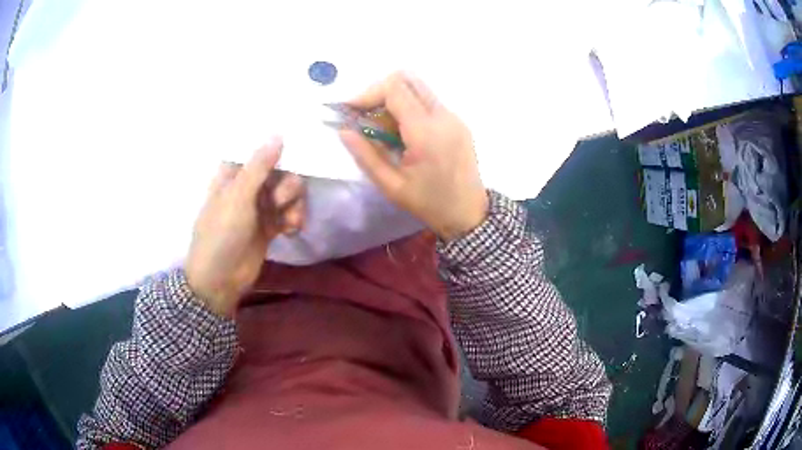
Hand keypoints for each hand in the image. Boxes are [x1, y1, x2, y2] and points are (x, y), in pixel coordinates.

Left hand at [185, 139, 304, 316]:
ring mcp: (260, 206)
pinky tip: (292, 230)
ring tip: (291, 221)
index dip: (277, 149)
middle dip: (287, 185)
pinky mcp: (270, 225)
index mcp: (234, 173)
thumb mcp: (237, 197)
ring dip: (294, 204)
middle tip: (281, 200)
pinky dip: (294, 219)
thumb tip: (278, 134)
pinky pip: (290, 212)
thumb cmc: (221, 233)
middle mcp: (248, 186)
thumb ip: (259, 166)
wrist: (220, 279)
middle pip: (280, 170)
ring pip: (288, 192)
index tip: (296, 151)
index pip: (259, 151)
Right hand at [339, 72, 487, 241]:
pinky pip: (429, 100)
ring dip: (395, 98)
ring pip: (418, 87)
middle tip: (366, 115)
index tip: (351, 111)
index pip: (394, 89)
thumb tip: (343, 130)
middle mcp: (443, 115)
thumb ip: (365, 155)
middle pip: (407, 79)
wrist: (469, 214)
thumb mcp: (391, 185)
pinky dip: (409, 106)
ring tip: (383, 127)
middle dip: (380, 91)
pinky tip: (402, 132)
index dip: (367, 94)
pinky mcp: (458, 121)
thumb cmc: (429, 204)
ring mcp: (454, 116)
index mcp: (426, 131)